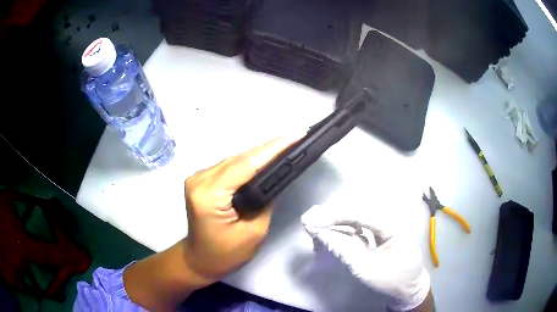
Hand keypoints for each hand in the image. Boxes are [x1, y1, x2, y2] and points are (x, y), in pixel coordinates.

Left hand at [123, 136, 301, 310]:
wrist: (198, 259)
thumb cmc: (225, 254)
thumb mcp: (253, 232)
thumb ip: (264, 202)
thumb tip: (274, 180)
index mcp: (209, 196)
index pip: (245, 165)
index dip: (272, 149)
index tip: (296, 135)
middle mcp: (199, 180)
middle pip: (239, 158)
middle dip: (269, 148)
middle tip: (295, 139)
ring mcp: (197, 178)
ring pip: (234, 159)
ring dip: (259, 155)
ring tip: (284, 148)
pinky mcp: (200, 180)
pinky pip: (228, 166)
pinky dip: (247, 163)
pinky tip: (263, 162)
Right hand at [301, 195, 430, 310]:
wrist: (408, 290)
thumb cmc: (391, 280)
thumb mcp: (367, 269)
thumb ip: (344, 250)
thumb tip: (322, 234)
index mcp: (391, 226)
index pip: (360, 214)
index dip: (336, 215)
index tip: (314, 220)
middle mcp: (387, 222)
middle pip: (357, 213)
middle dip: (333, 216)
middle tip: (310, 220)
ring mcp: (383, 229)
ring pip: (356, 220)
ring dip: (336, 222)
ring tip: (316, 225)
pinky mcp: (377, 237)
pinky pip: (358, 230)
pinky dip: (343, 231)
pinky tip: (331, 233)